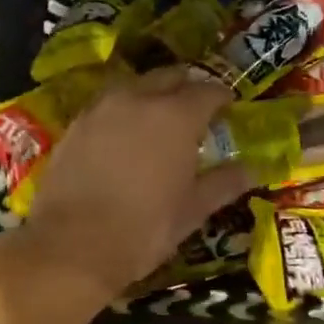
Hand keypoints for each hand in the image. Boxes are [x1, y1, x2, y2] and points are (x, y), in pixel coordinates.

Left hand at [18, 67, 252, 300]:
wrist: (72, 246)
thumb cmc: (144, 228)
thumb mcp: (193, 209)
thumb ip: (224, 183)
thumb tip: (252, 170)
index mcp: (177, 116)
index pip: (208, 91)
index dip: (222, 97)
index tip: (228, 107)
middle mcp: (139, 99)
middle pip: (169, 77)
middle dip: (186, 86)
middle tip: (196, 107)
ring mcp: (101, 109)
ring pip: (134, 86)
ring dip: (152, 94)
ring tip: (159, 118)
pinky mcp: (75, 125)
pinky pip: (107, 105)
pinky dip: (122, 112)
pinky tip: (124, 135)